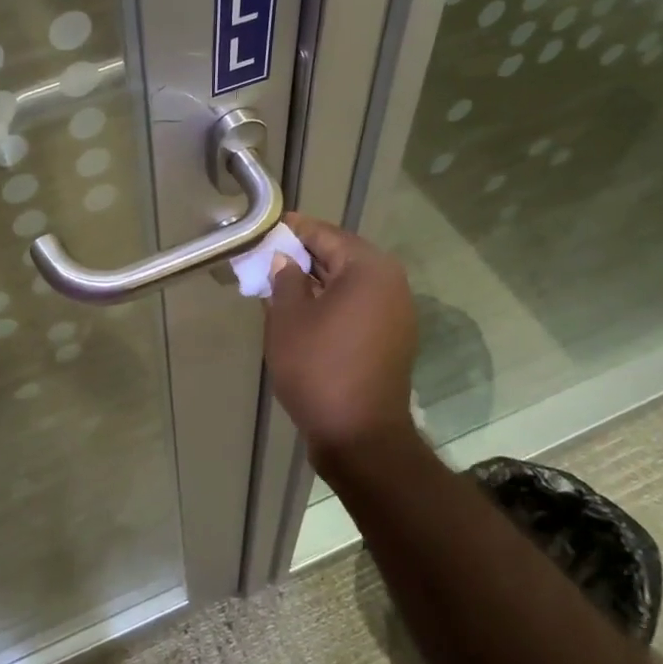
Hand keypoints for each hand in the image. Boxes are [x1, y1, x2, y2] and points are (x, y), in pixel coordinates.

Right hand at [264, 212, 418, 457]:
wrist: (360, 436)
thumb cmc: (318, 368)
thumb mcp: (288, 319)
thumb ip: (284, 279)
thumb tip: (285, 260)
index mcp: (368, 269)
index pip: (325, 234)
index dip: (292, 230)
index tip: (265, 228)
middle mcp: (391, 283)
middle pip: (341, 256)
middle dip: (303, 256)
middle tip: (267, 257)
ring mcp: (397, 313)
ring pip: (349, 284)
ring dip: (317, 281)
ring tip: (279, 284)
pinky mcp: (393, 338)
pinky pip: (358, 307)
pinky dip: (332, 303)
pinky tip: (303, 312)